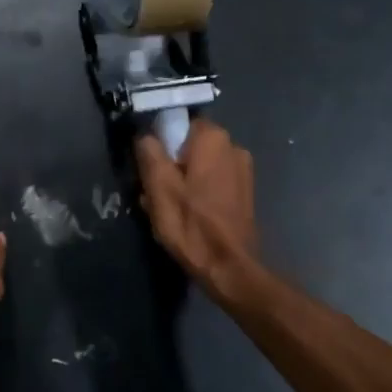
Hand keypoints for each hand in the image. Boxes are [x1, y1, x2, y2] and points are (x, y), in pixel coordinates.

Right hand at [135, 119, 258, 292]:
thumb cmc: (191, 224)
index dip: (160, 145)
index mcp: (212, 137)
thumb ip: (149, 153)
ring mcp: (243, 169)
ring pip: (200, 165)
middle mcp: (233, 145)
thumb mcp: (159, 187)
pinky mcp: (245, 191)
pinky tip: (189, 215)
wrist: (230, 268)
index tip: (150, 170)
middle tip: (155, 193)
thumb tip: (145, 135)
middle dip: (171, 165)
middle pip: (188, 146)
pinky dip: (199, 192)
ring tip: (169, 209)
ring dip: (183, 181)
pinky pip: (213, 181)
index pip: (177, 124)